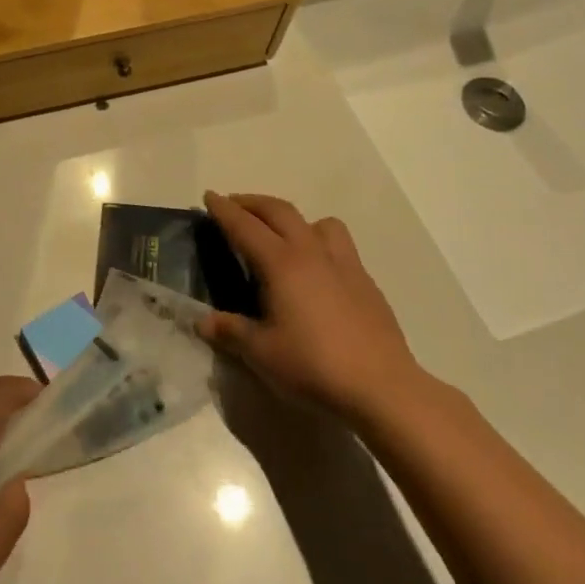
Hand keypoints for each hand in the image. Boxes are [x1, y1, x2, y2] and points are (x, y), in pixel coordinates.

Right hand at [198, 192, 422, 422]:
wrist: (382, 388)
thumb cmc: (313, 366)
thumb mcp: (261, 353)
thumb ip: (230, 331)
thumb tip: (202, 321)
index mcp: (281, 264)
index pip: (245, 226)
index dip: (224, 210)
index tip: (209, 195)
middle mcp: (312, 253)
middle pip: (280, 212)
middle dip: (253, 203)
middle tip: (234, 205)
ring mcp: (344, 264)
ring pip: (317, 222)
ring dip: (293, 219)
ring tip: (281, 236)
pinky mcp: (366, 282)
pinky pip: (339, 245)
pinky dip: (319, 242)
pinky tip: (315, 272)